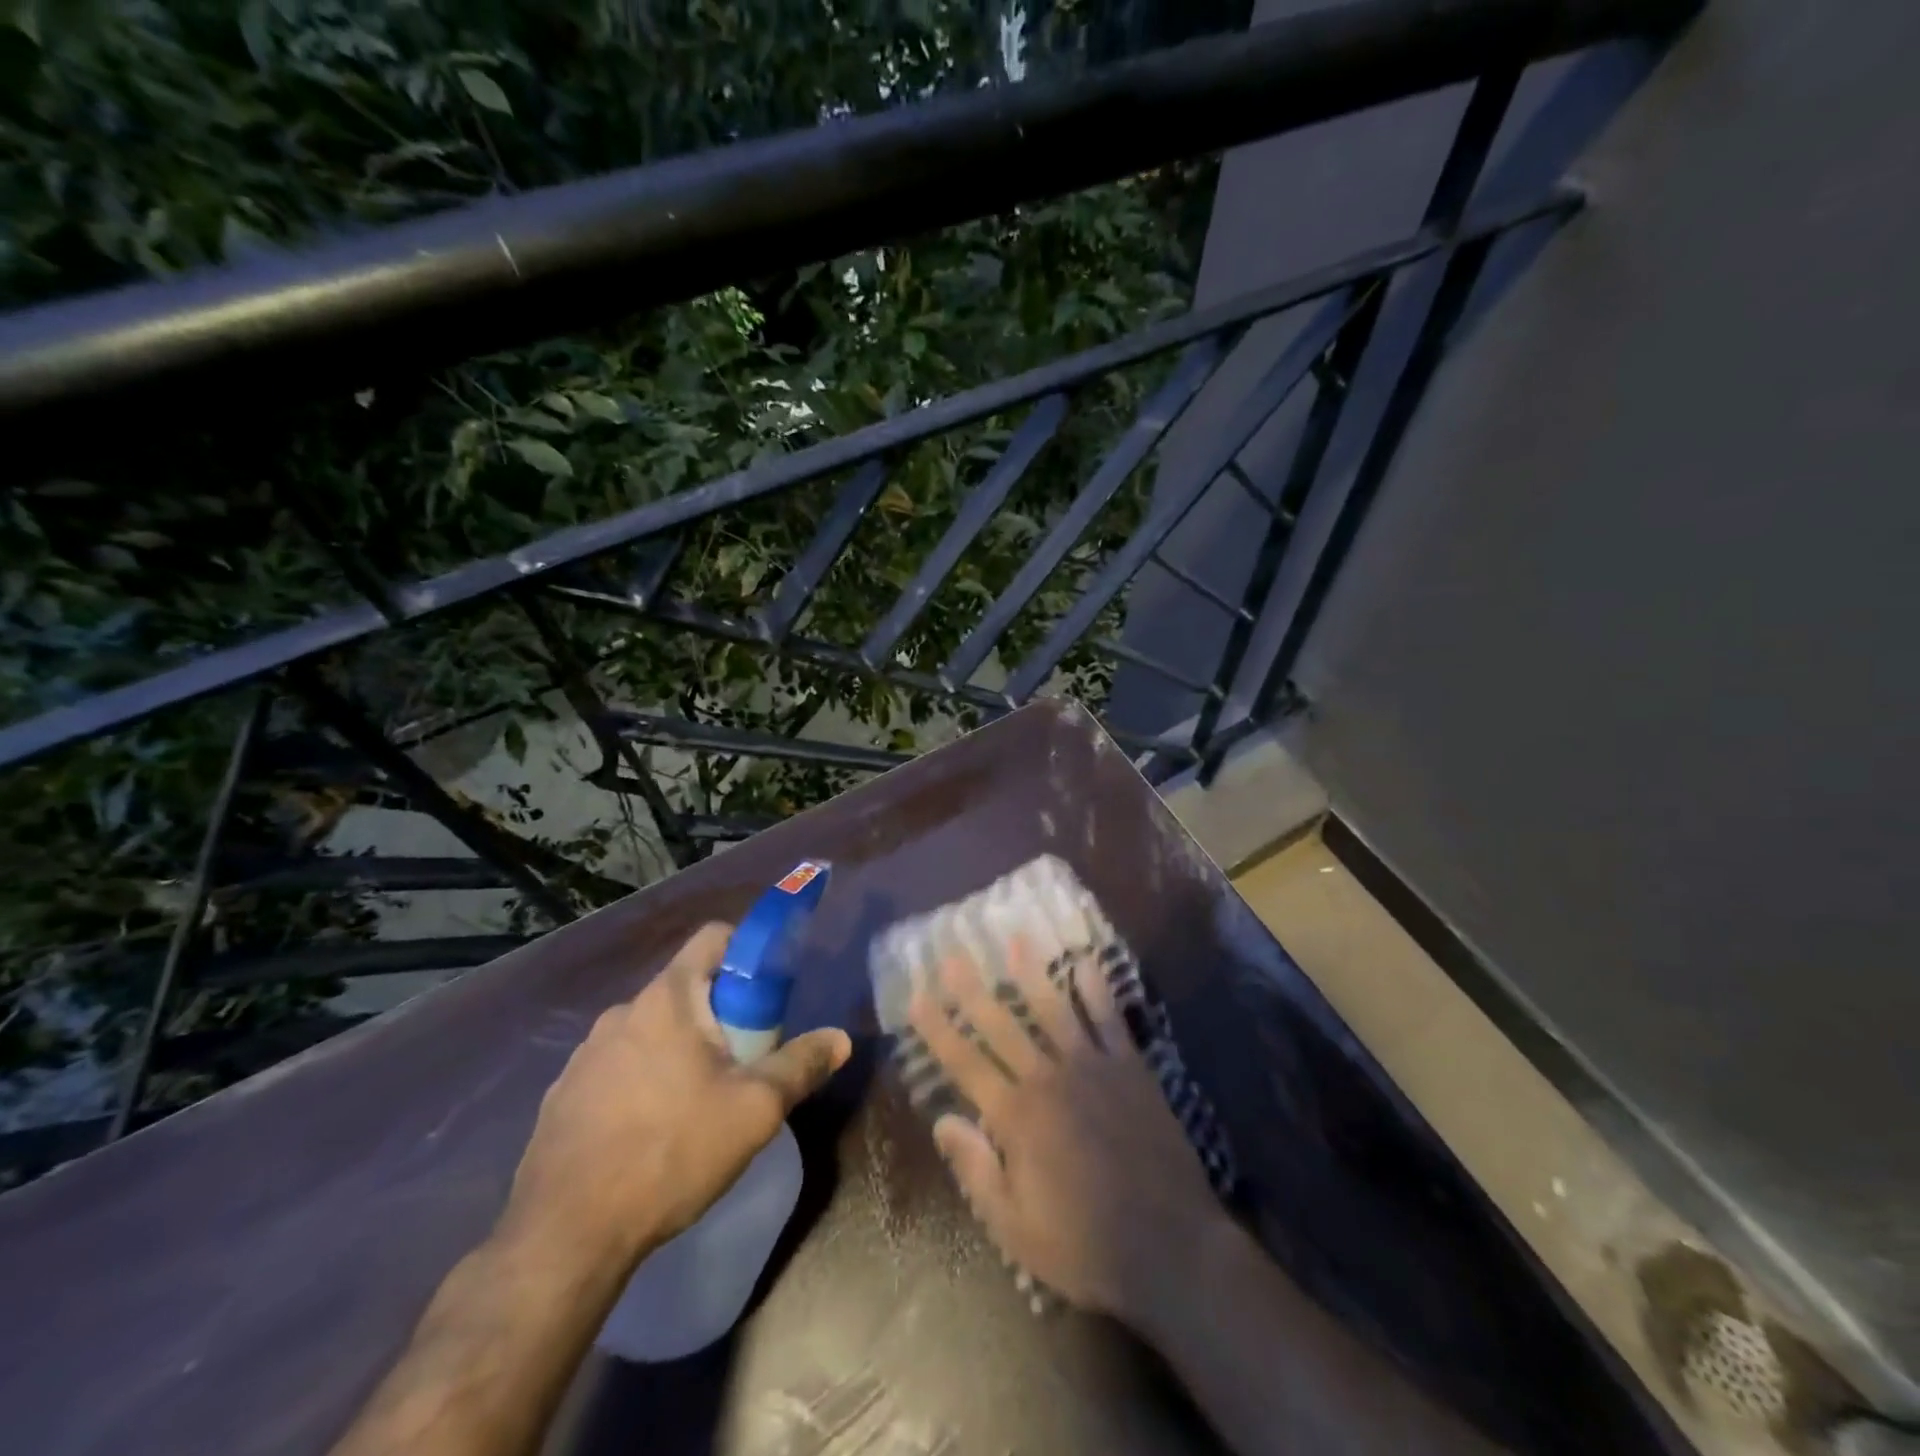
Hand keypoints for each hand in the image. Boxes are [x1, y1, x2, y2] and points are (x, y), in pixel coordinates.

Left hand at [502, 922, 850, 1266]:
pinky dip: (642, 1081)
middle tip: (742, 1063)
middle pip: (686, 988)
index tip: (767, 995)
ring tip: (696, 1105)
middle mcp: (621, 1011)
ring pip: (651, 1030)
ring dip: (679, 1050)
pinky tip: (650, 1133)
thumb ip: (801, 1065)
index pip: (714, 937)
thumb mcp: (754, 1110)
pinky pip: (617, 1066)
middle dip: (720, 1015)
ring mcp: (585, 1053)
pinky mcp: (563, 1094)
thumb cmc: (671, 1153)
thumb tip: (840, 1038)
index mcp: (668, 998)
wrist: (564, 1236)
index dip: (748, 951)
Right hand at [907, 941, 1222, 1324]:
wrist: (1170, 1246)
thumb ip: (976, 1169)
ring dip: (1032, 973)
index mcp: (1017, 1117)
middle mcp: (1049, 1079)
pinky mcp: (1130, 1068)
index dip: (938, 1028)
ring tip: (1015, 938)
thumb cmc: (1084, 1245)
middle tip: (952, 953)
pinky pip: (1110, 1019)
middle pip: (1003, 1025)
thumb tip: (942, 1119)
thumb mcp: (1015, 1227)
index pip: (965, 1063)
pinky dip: (1097, 989)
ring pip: (1055, 1009)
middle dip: (973, 989)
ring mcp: (1093, 1067)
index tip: (916, 996)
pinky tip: (1086, 961)